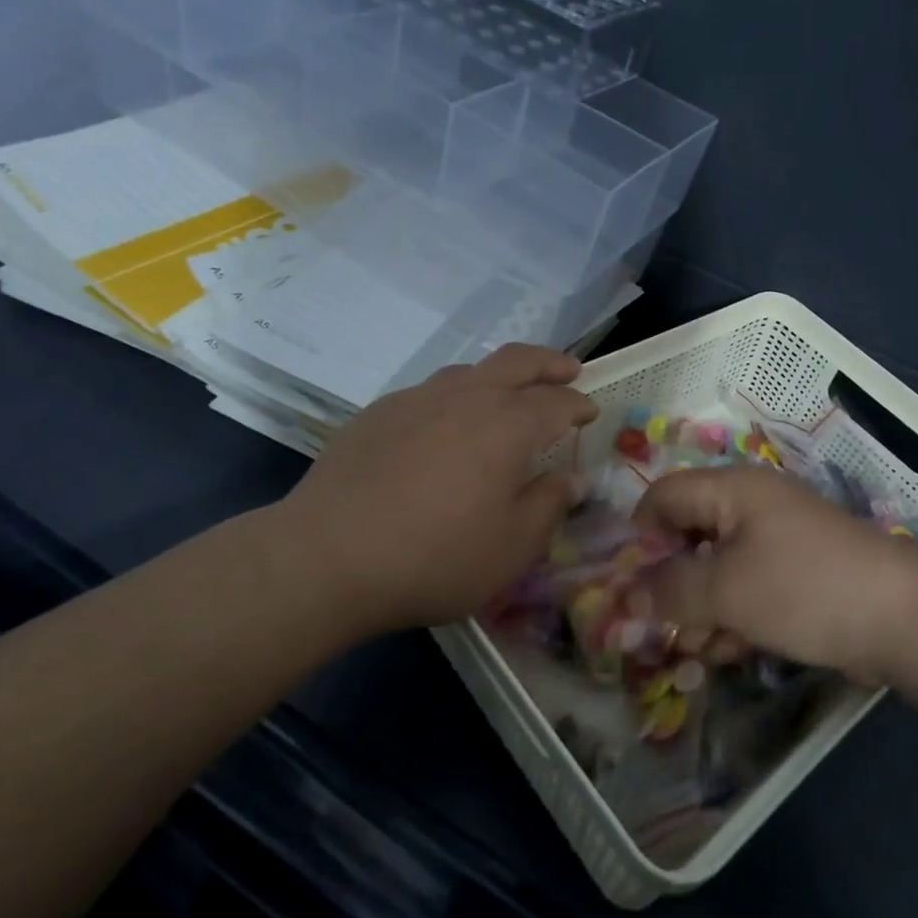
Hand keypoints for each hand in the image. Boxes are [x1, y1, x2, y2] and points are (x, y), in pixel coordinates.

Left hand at [259, 344, 597, 632]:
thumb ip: (549, 505)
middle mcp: (467, 397)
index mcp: (509, 424)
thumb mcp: (512, 546)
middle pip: (517, 361)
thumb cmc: (436, 556)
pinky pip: (430, 392)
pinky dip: (455, 397)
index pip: (557, 401)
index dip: (578, 404)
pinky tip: (445, 426)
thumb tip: (572, 479)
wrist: (328, 556)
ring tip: (507, 394)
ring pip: (470, 370)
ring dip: (499, 375)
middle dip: (549, 362)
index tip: (590, 412)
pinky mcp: (379, 413)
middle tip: (568, 369)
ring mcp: (418, 399)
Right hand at [634, 467, 917, 683]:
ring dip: (700, 608)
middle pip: (689, 535)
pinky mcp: (798, 573)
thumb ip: (669, 590)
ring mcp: (779, 540)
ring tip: (697, 651)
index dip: (638, 536)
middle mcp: (752, 506)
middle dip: (670, 583)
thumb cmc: (804, 589)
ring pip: (718, 567)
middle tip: (657, 628)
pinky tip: (729, 652)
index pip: (664, 496)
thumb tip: (625, 595)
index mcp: (732, 490)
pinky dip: (733, 615)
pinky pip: (749, 586)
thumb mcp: (726, 591)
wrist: (904, 619)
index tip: (627, 585)